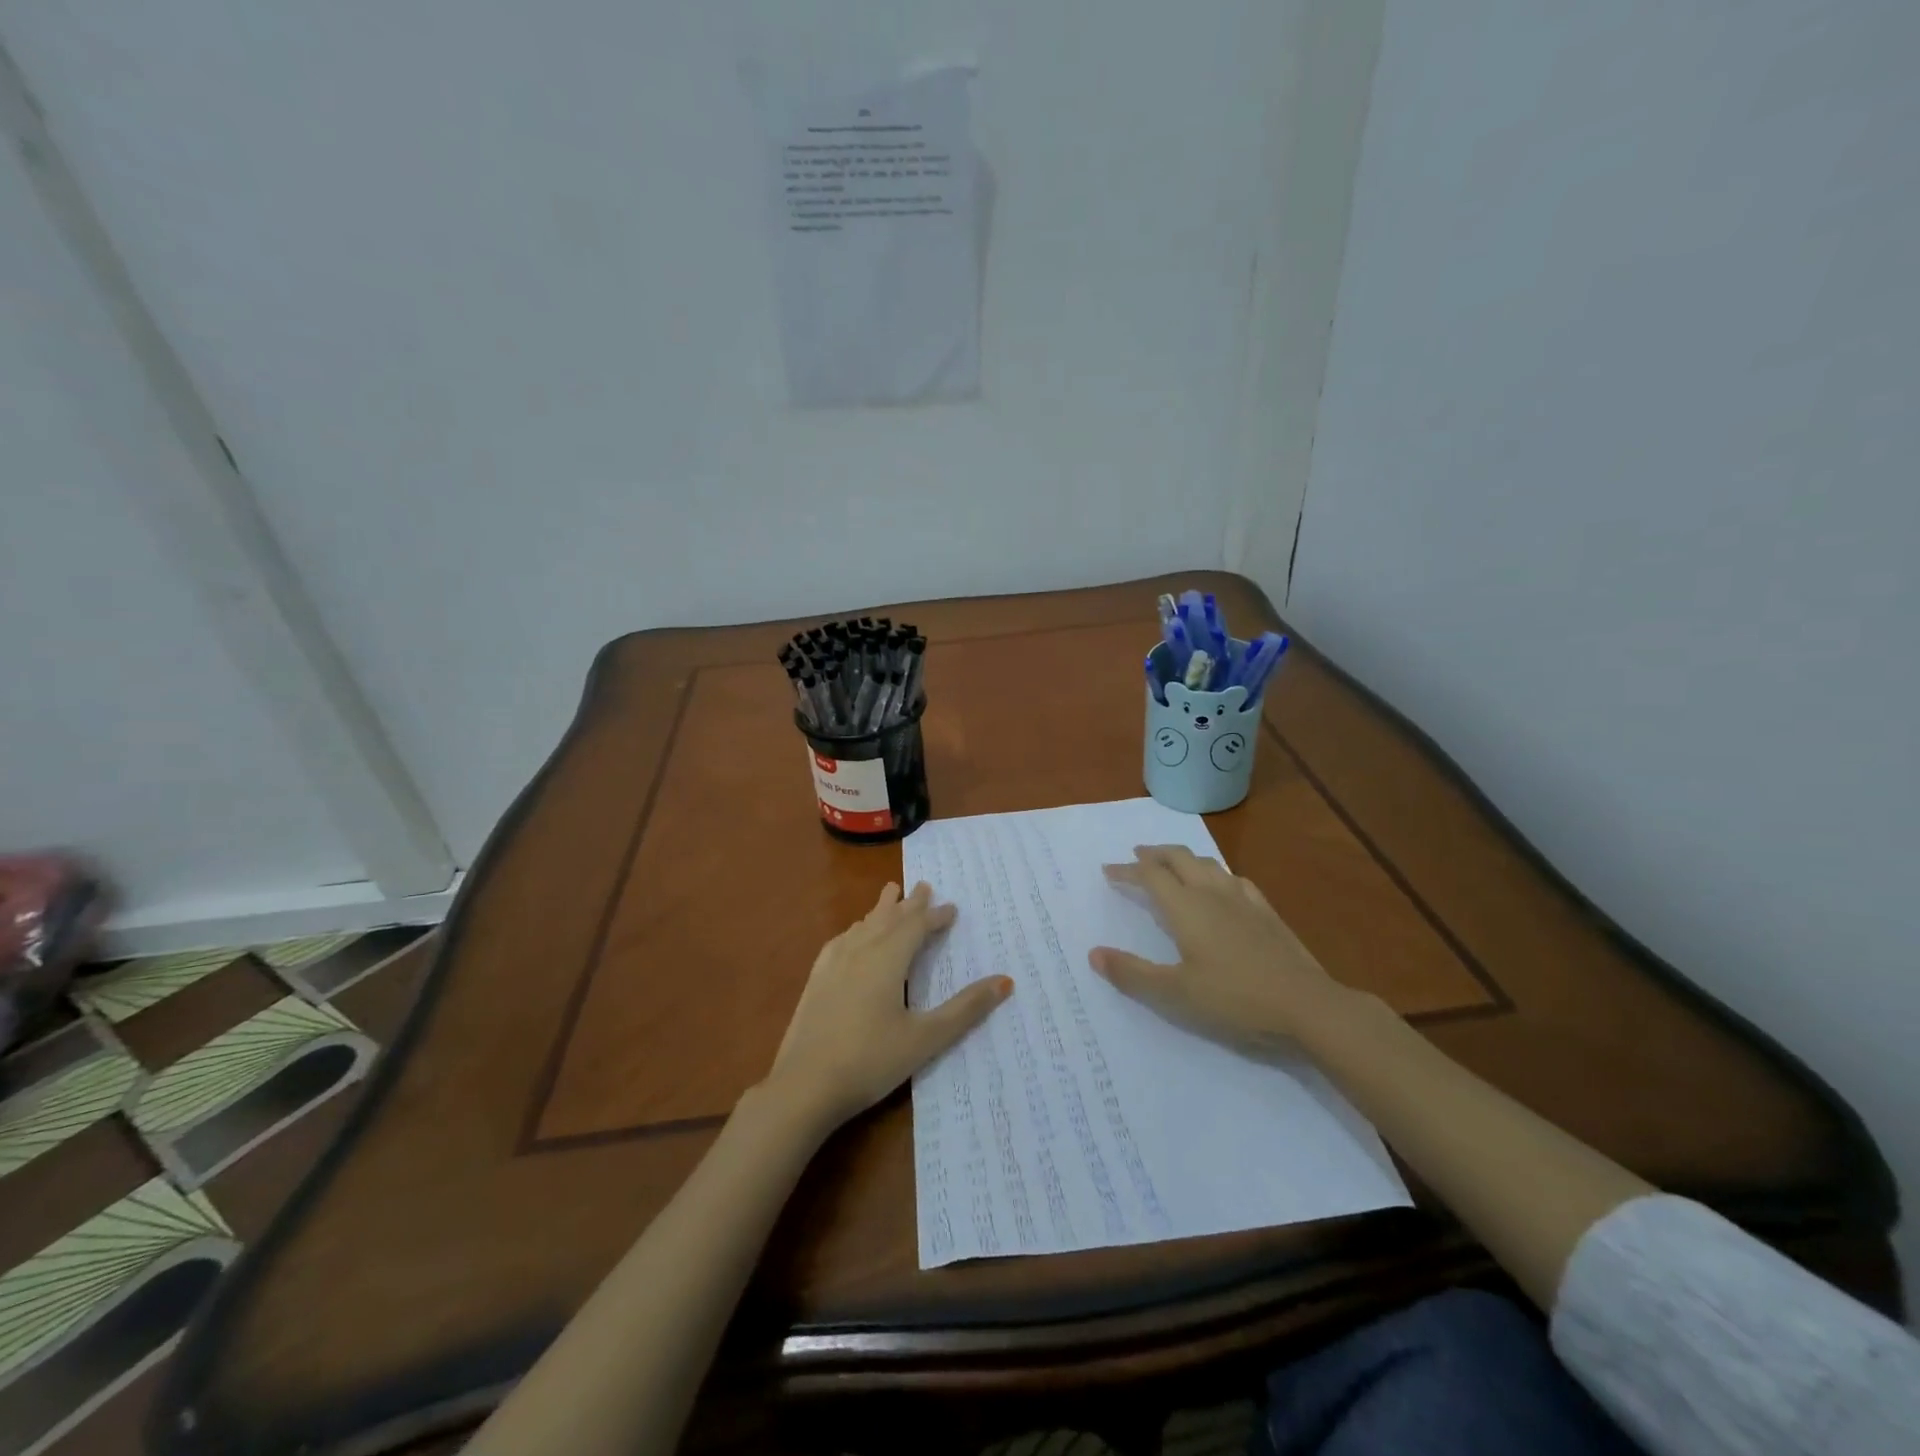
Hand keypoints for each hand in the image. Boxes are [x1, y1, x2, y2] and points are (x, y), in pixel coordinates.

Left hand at [764, 882, 1010, 1133]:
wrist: (803, 1087)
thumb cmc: (871, 1061)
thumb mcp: (925, 1038)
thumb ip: (965, 1009)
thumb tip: (1005, 981)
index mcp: (887, 960)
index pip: (916, 927)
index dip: (935, 916)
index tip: (952, 908)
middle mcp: (860, 952)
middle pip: (888, 918)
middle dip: (909, 903)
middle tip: (923, 885)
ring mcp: (833, 965)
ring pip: (863, 926)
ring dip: (881, 910)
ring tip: (890, 895)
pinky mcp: (816, 981)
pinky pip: (840, 941)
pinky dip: (855, 930)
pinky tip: (852, 936)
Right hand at [1089, 845, 1360, 1049]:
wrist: (1306, 1005)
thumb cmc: (1234, 999)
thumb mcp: (1174, 994)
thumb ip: (1132, 973)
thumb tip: (1094, 954)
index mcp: (1185, 907)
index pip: (1150, 875)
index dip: (1127, 870)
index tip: (1108, 871)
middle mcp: (1212, 893)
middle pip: (1179, 858)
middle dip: (1155, 853)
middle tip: (1137, 854)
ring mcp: (1243, 899)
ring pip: (1208, 864)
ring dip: (1184, 859)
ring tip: (1173, 864)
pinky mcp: (1267, 912)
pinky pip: (1234, 879)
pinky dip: (1216, 874)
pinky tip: (1222, 886)